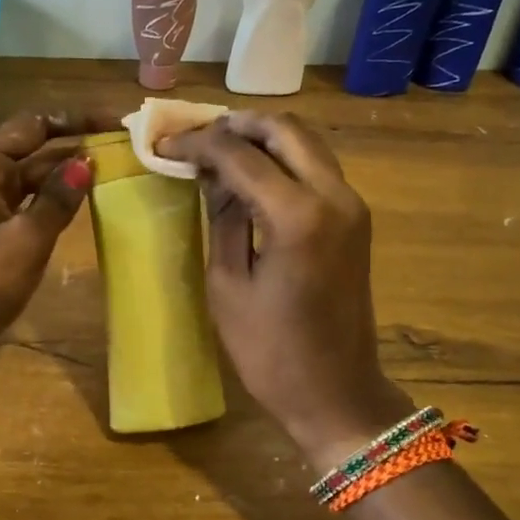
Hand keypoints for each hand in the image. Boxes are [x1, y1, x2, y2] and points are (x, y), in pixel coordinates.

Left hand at [0, 108, 115, 382]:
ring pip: (32, 183)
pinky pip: (28, 210)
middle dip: (75, 147)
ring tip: (116, 173)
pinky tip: (84, 208)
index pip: (33, 125)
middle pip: (33, 151)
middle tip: (127, 148)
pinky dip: (54, 206)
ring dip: (67, 177)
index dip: (75, 119)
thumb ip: (57, 199)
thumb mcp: (25, 240)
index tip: (118, 120)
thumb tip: (87, 162)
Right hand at [159, 111, 411, 468]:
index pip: (241, 154)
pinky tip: (250, 174)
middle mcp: (334, 195)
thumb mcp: (228, 285)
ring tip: (217, 150)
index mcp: (298, 215)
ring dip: (262, 137)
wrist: (337, 393)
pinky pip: (317, 167)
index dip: (198, 142)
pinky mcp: (355, 219)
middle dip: (235, 125)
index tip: (164, 144)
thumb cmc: (271, 352)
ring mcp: (352, 205)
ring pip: (306, 142)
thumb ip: (222, 218)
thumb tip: (211, 175)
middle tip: (194, 137)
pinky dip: (283, 158)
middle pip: (284, 129)